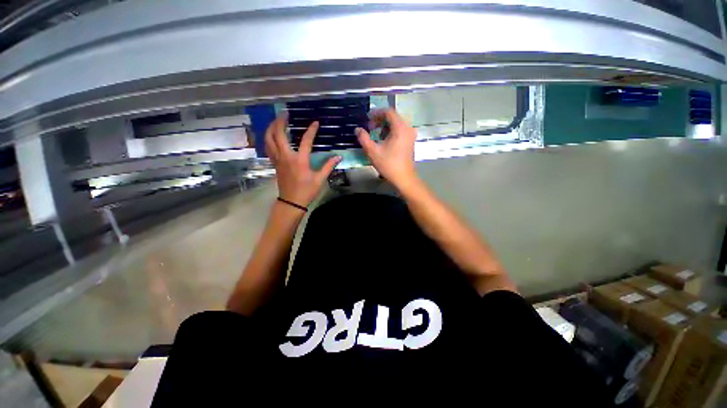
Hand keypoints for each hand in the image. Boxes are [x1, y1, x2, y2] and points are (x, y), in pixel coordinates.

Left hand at [266, 115, 341, 206]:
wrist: (291, 202)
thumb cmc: (306, 191)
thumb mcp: (320, 179)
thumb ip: (328, 166)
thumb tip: (338, 157)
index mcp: (299, 160)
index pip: (305, 141)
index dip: (311, 130)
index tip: (315, 123)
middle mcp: (286, 157)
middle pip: (278, 134)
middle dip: (280, 122)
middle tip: (284, 113)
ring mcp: (278, 160)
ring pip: (269, 140)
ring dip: (271, 128)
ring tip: (276, 121)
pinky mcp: (274, 164)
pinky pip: (268, 147)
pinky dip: (268, 139)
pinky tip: (272, 136)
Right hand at [355, 109, 417, 189]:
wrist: (403, 178)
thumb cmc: (388, 164)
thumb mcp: (373, 151)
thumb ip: (363, 138)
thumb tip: (357, 129)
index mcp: (400, 128)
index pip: (388, 112)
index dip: (376, 113)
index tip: (367, 118)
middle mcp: (407, 128)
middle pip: (393, 117)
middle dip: (380, 120)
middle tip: (370, 126)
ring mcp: (410, 134)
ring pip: (396, 123)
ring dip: (385, 126)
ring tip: (375, 134)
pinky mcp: (410, 141)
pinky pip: (400, 130)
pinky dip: (391, 131)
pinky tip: (384, 140)